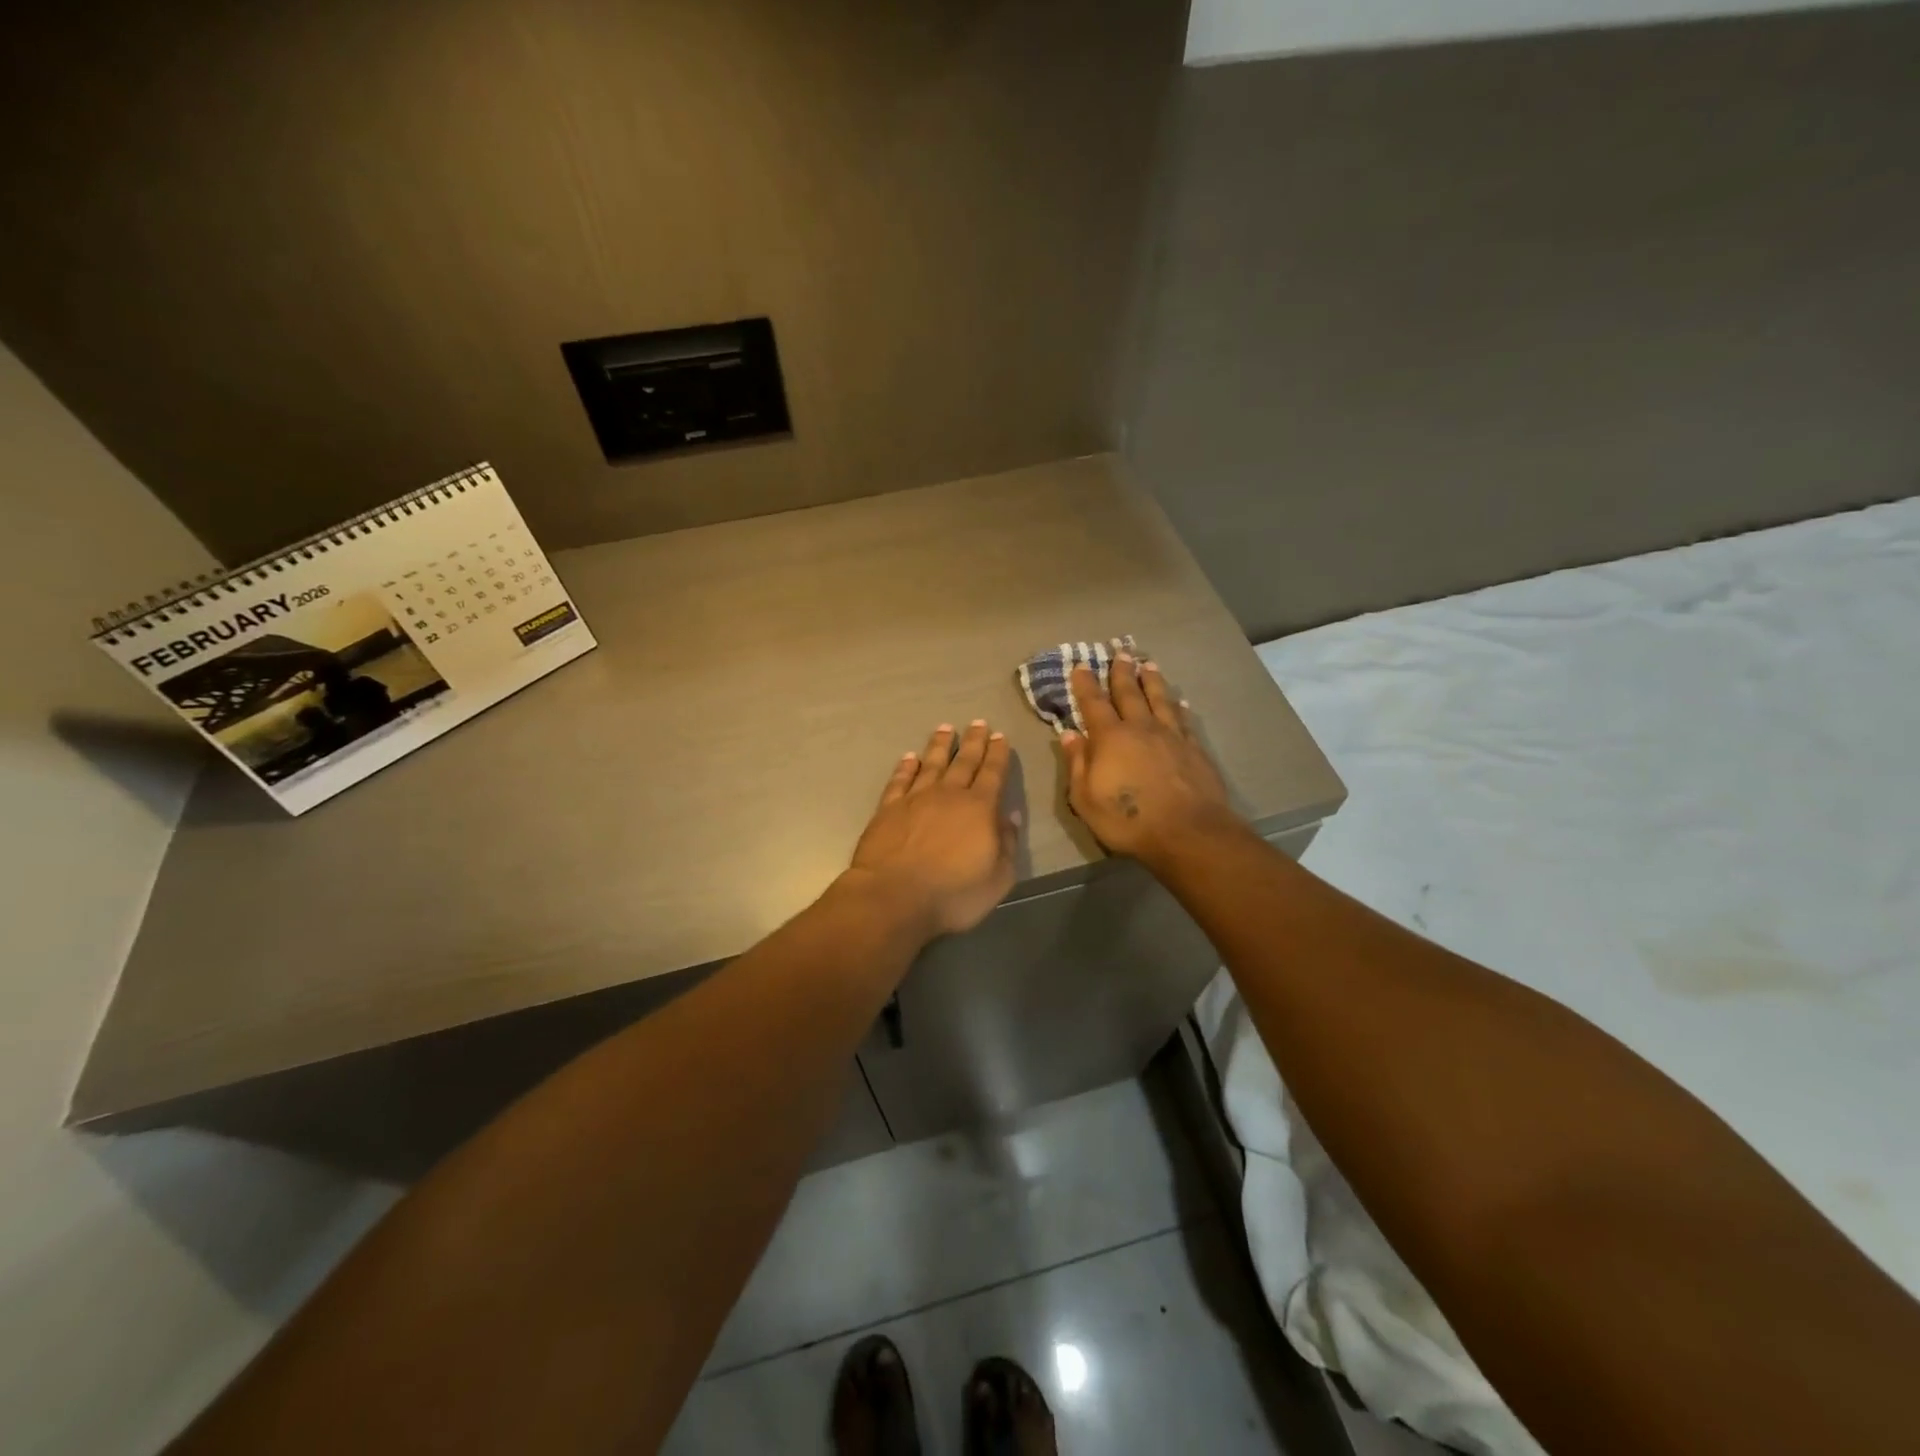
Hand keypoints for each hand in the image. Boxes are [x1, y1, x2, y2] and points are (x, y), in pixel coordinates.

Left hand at [846, 721, 1020, 938]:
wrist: (893, 897)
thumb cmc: (953, 895)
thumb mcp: (997, 878)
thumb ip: (1007, 844)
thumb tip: (1010, 816)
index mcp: (979, 808)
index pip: (993, 773)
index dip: (998, 754)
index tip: (1000, 736)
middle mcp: (948, 795)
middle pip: (964, 761)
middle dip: (973, 741)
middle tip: (978, 722)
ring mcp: (915, 799)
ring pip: (931, 763)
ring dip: (939, 745)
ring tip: (945, 728)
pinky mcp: (888, 809)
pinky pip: (900, 780)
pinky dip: (906, 767)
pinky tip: (909, 757)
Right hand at [1061, 655, 1239, 863]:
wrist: (1188, 832)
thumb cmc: (1128, 820)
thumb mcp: (1086, 799)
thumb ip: (1077, 764)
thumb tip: (1070, 734)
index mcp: (1110, 738)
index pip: (1094, 704)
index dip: (1086, 684)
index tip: (1082, 665)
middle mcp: (1141, 728)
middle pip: (1130, 693)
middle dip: (1122, 672)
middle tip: (1120, 652)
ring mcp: (1171, 736)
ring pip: (1160, 700)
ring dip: (1152, 681)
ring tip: (1148, 664)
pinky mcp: (1195, 749)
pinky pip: (1185, 720)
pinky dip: (1180, 708)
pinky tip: (1181, 701)